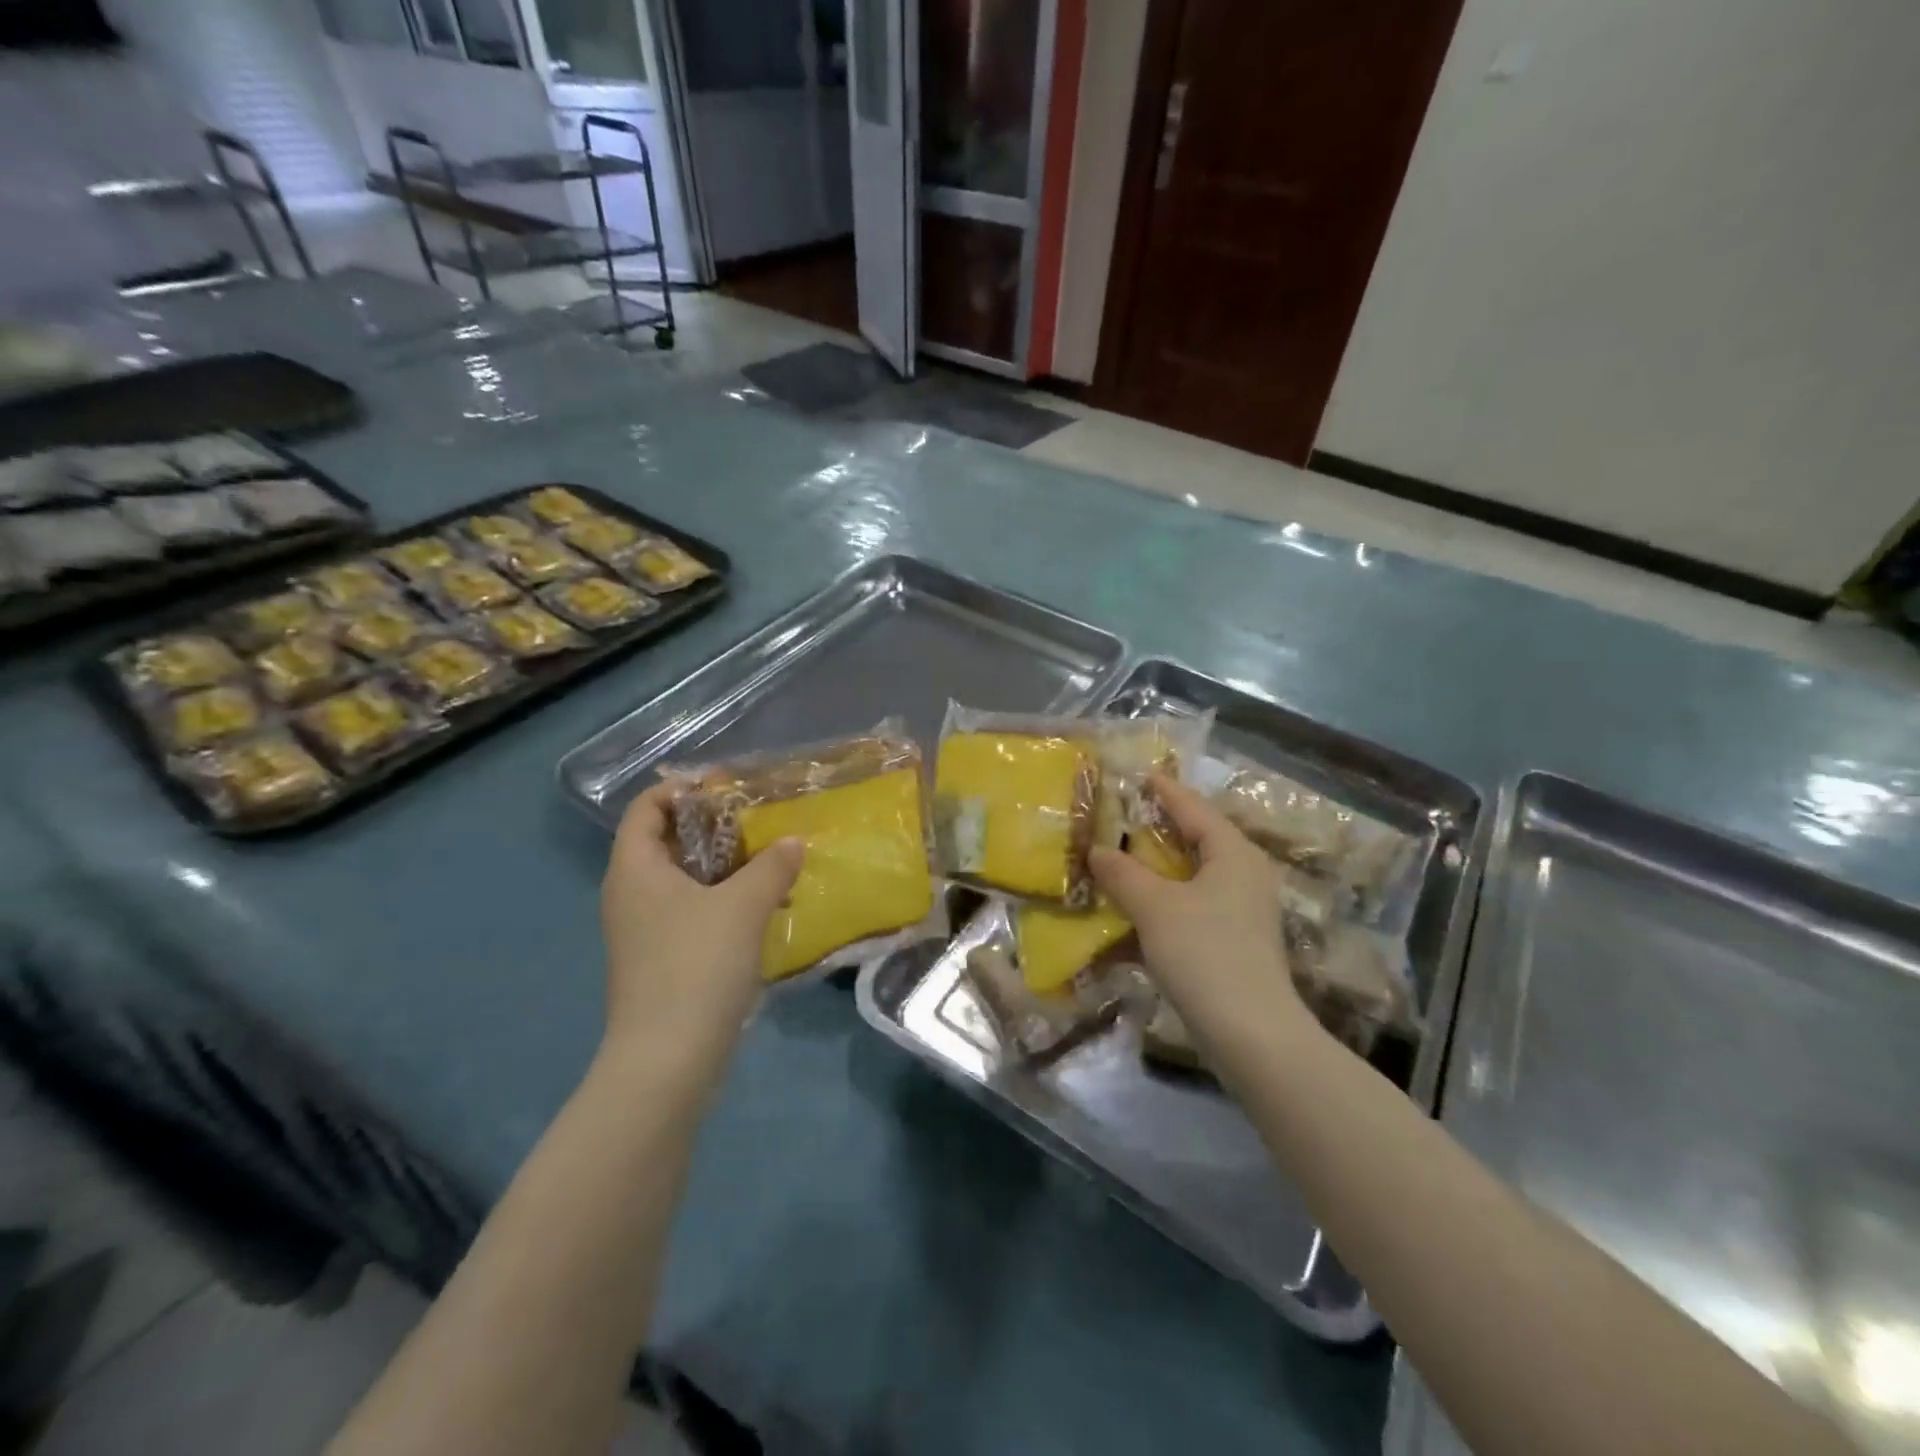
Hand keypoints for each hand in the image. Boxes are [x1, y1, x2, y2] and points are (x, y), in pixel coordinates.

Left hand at [599, 782, 803, 1071]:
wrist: (668, 1058)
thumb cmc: (697, 965)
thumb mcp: (743, 906)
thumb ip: (772, 866)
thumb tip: (793, 842)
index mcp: (635, 869)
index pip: (647, 808)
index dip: (682, 789)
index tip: (727, 787)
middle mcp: (630, 893)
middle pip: (667, 841)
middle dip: (713, 827)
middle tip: (759, 823)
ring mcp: (642, 930)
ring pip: (682, 879)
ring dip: (724, 867)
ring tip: (770, 863)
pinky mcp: (660, 959)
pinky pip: (690, 911)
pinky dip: (721, 900)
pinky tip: (761, 908)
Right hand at [1090, 774, 1309, 1040]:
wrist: (1250, 1034)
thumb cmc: (1204, 953)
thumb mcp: (1154, 906)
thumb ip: (1122, 873)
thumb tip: (1096, 850)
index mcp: (1233, 853)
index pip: (1193, 808)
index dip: (1163, 791)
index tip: (1137, 775)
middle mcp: (1243, 875)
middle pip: (1194, 841)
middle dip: (1154, 832)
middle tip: (1116, 819)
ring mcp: (1241, 912)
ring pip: (1190, 878)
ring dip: (1154, 872)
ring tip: (1116, 862)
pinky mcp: (1232, 943)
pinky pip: (1191, 909)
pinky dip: (1162, 906)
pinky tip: (1131, 915)